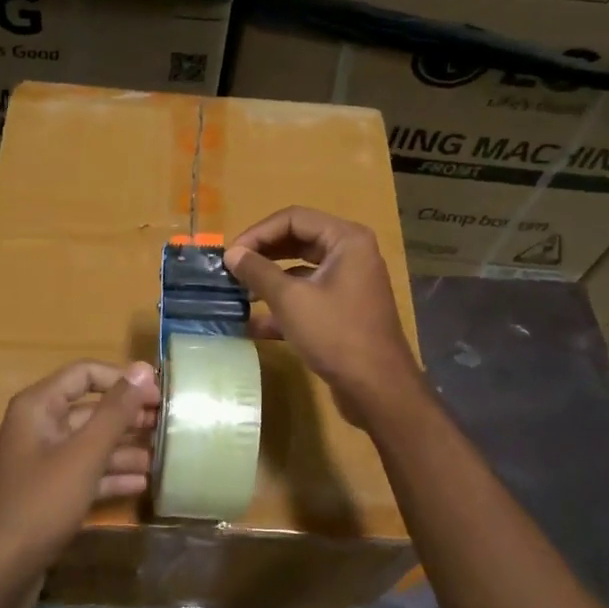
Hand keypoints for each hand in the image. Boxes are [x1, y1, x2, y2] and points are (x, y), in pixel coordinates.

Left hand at [0, 359, 159, 574]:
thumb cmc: (41, 504)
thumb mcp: (84, 455)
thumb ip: (115, 411)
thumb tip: (143, 368)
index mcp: (38, 407)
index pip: (85, 373)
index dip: (123, 379)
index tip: (160, 394)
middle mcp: (38, 427)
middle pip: (90, 409)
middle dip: (129, 416)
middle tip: (170, 425)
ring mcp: (42, 462)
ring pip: (90, 444)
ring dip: (125, 448)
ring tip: (164, 456)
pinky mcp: (48, 493)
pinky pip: (84, 473)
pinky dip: (110, 475)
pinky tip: (142, 484)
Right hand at [226, 207, 421, 423]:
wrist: (377, 388)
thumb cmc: (336, 334)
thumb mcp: (290, 300)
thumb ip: (258, 271)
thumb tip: (232, 254)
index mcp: (346, 240)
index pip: (293, 219)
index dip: (257, 233)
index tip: (230, 255)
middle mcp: (351, 255)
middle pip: (297, 241)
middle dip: (262, 255)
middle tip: (231, 270)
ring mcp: (349, 284)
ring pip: (300, 271)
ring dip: (269, 281)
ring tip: (239, 294)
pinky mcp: (343, 311)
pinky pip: (308, 297)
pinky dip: (283, 305)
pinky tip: (254, 324)